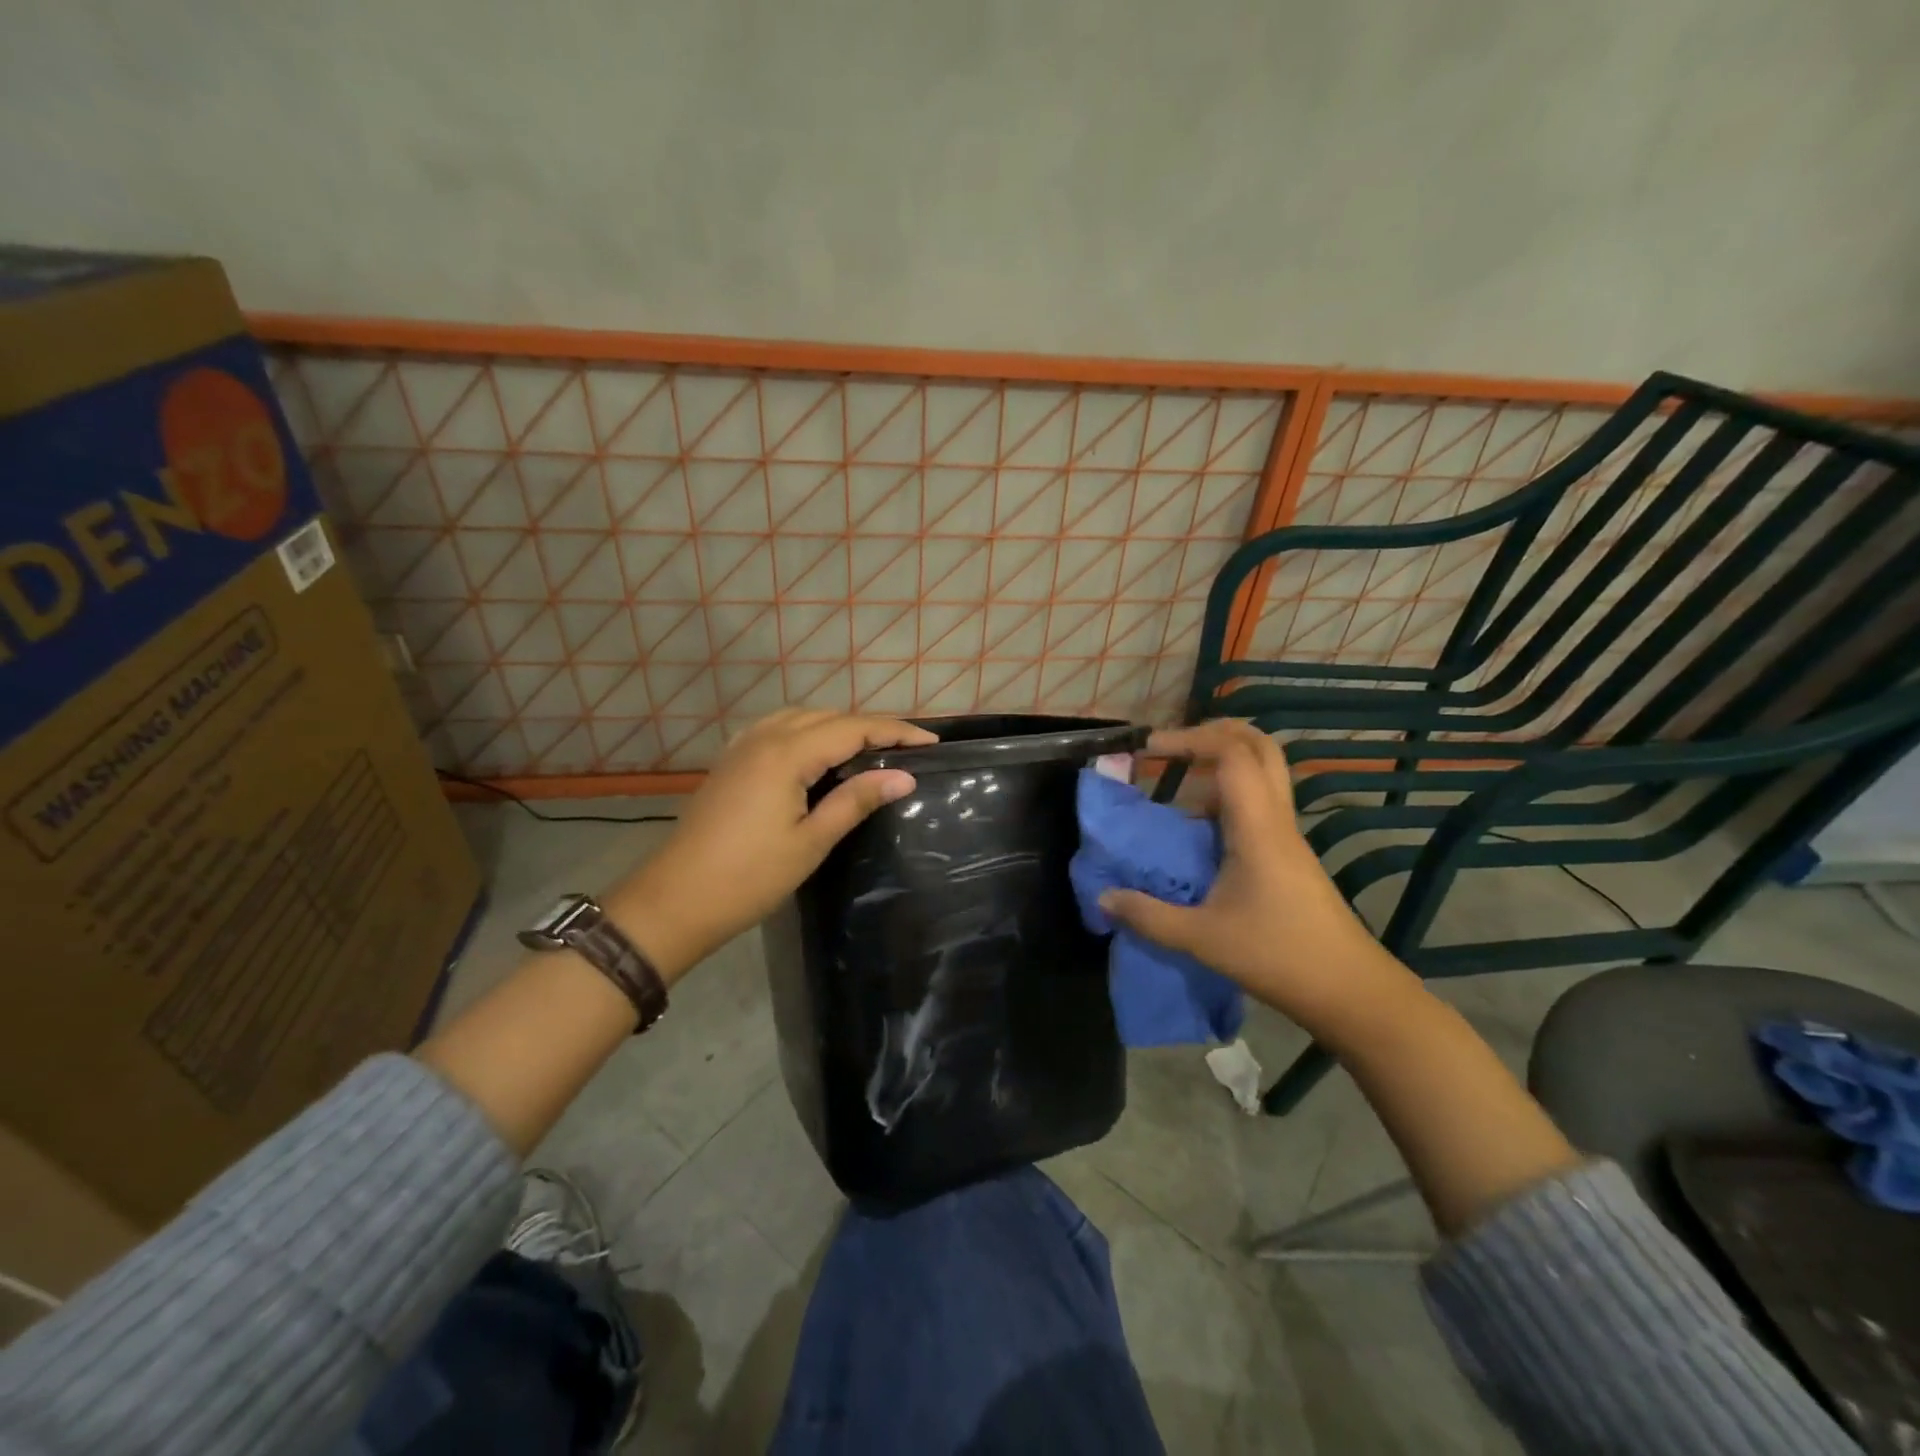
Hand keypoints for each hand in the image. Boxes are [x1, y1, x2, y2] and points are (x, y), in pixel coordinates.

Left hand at [610, 709, 935, 978]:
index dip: (895, 732)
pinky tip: (817, 753)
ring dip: (839, 727)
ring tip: (870, 749)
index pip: (853, 728)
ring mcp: (742, 747)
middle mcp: (764, 738)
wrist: (675, 901)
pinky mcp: (731, 762)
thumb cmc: (748, 877)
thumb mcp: (811, 841)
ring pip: (801, 719)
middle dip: (871, 727)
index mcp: (786, 754)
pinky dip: (807, 732)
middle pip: (828, 718)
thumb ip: (856, 800)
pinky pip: (777, 730)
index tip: (931, 742)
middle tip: (907, 749)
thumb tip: (905, 776)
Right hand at [1098, 721, 1393, 1026]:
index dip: (1189, 738)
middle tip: (1171, 747)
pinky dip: (1226, 797)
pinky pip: (1258, 805)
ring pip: (1261, 774)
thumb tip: (1103, 897)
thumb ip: (1148, 916)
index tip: (1148, 749)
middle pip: (1259, 747)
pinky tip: (1196, 831)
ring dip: (1219, 766)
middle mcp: (1275, 820)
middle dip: (1213, 733)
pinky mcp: (1288, 855)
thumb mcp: (1202, 939)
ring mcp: (1286, 836)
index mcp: (1257, 827)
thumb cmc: (1279, 957)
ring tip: (1175, 785)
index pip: (1231, 753)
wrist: (1350, 991)